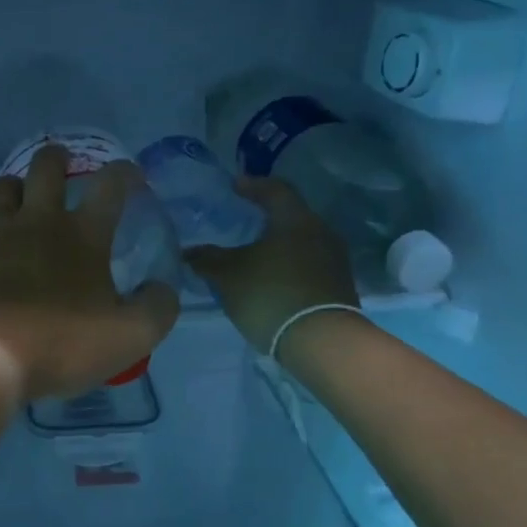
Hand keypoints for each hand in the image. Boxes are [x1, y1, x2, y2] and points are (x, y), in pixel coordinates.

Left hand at [0, 145, 179, 398]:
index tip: (131, 174)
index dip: (125, 173)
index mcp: (83, 235)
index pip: (110, 186)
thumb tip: (163, 287)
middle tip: (62, 163)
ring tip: (21, 197)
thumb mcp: (130, 337)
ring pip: (3, 187)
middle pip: (46, 168)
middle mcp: (38, 221)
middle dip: (58, 158)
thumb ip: (156, 308)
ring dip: (16, 186)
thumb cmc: (61, 344)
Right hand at [184, 177, 358, 355]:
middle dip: (267, 218)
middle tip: (244, 220)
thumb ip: (207, 259)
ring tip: (254, 254)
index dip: (253, 185)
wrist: (321, 341)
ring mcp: (334, 261)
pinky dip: (288, 266)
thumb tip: (188, 251)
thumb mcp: (228, 275)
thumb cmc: (270, 294)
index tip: (235, 186)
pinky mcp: (338, 287)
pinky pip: (308, 265)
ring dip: (278, 245)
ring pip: (300, 243)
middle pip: (291, 216)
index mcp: (296, 219)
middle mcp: (321, 232)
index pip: (275, 190)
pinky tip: (271, 279)